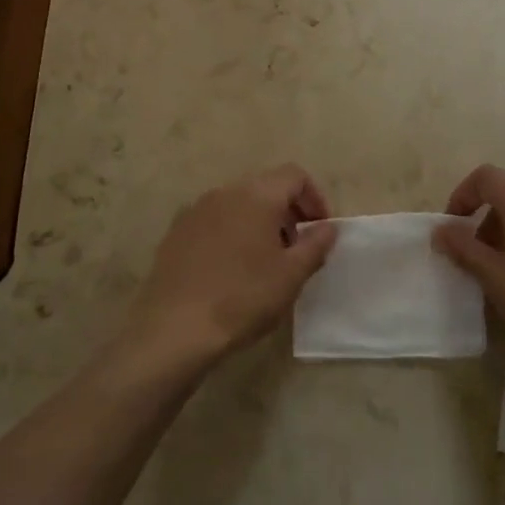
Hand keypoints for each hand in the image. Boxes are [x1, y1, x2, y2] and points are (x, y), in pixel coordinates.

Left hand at [127, 163, 337, 370]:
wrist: (175, 328)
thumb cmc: (243, 298)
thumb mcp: (291, 275)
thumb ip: (316, 245)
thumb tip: (328, 227)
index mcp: (256, 195)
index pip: (294, 176)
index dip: (314, 198)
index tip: (320, 231)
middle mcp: (225, 192)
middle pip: (265, 186)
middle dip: (288, 211)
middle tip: (297, 248)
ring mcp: (196, 210)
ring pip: (239, 203)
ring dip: (259, 222)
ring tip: (265, 261)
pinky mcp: (176, 231)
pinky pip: (215, 220)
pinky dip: (232, 233)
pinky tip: (231, 269)